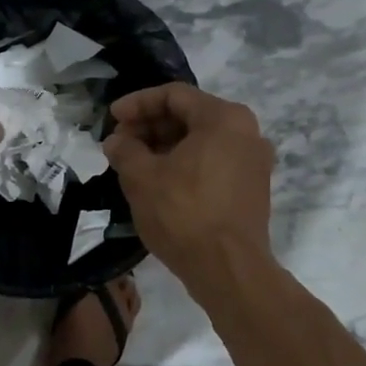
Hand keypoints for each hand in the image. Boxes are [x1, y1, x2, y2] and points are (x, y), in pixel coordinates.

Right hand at [101, 84, 275, 292]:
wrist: (229, 270)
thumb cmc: (184, 213)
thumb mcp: (142, 177)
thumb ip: (125, 150)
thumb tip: (117, 142)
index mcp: (224, 118)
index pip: (173, 95)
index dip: (137, 103)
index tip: (112, 119)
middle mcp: (246, 132)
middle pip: (190, 115)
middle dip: (151, 126)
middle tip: (120, 143)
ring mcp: (253, 162)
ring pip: (201, 140)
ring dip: (165, 146)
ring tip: (134, 163)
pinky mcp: (252, 188)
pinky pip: (213, 162)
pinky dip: (185, 163)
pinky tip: (159, 181)